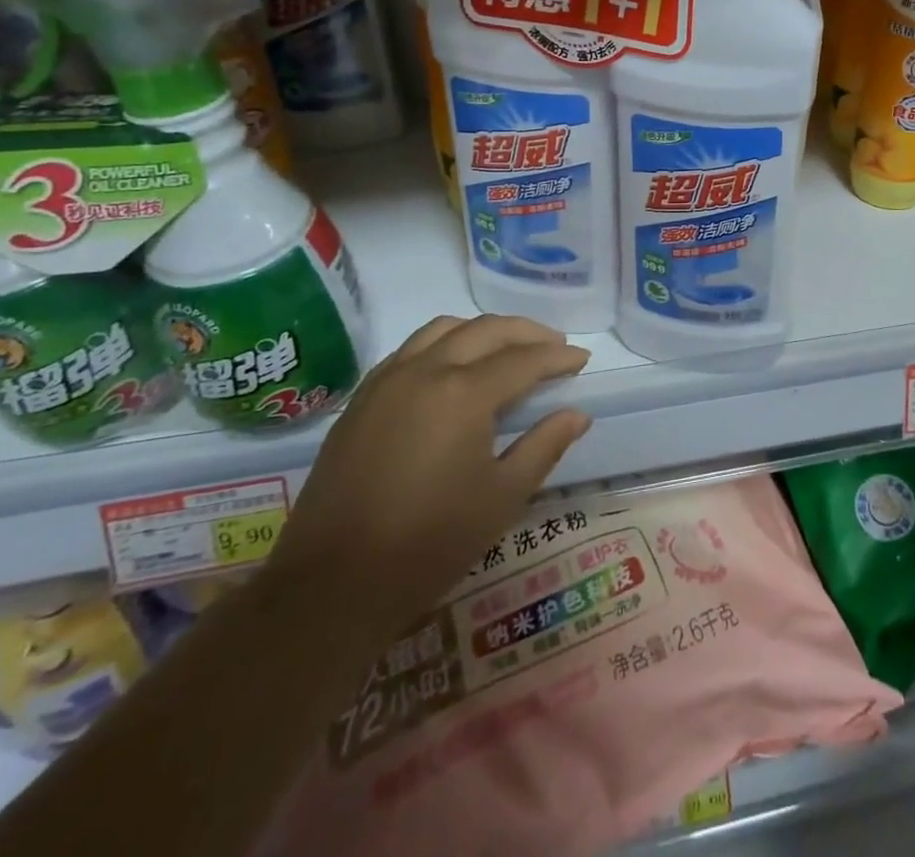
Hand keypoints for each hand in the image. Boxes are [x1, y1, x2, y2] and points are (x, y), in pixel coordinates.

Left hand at [269, 315, 590, 639]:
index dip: (558, 357)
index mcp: (464, 392)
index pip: (524, 359)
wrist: (332, 584)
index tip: (581, 359)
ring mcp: (387, 380)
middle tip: (554, 345)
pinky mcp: (361, 398)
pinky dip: (442, 344)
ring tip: (505, 349)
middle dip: (526, 333)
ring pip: (443, 329)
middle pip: (485, 330)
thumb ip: (544, 446)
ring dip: (482, 331)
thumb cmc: (430, 543)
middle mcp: (425, 370)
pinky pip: (410, 349)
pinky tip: (452, 368)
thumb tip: (577, 414)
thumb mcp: (502, 497)